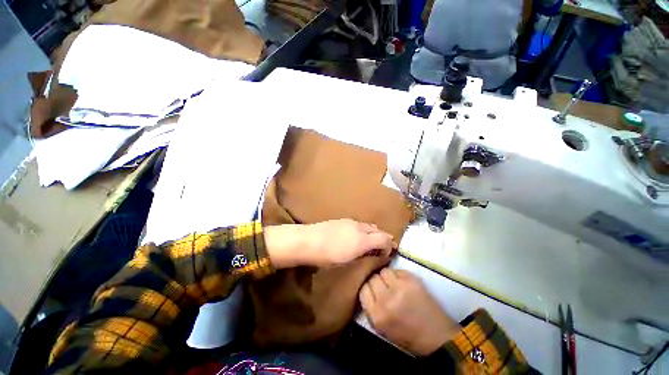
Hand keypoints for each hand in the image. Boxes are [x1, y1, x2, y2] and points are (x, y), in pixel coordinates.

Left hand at [264, 219, 393, 267]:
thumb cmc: (326, 256)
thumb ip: (364, 255)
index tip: (385, 255)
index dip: (389, 247)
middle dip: (381, 238)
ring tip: (367, 244)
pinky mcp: (339, 220)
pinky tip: (353, 238)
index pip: (385, 238)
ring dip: (371, 234)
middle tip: (379, 249)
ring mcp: (349, 222)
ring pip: (367, 226)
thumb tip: (375, 253)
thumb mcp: (347, 261)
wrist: (305, 241)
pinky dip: (361, 231)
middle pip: (377, 230)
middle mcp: (359, 227)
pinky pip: (357, 225)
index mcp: (363, 239)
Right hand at [359, 268, 460, 355]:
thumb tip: (369, 294)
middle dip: (375, 281)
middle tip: (382, 287)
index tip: (371, 291)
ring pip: (385, 271)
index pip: (363, 290)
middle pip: (372, 278)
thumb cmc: (407, 337)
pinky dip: (398, 275)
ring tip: (392, 284)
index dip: (367, 288)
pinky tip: (403, 283)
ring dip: (386, 276)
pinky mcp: (415, 282)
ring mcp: (401, 288)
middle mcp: (386, 300)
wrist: (434, 335)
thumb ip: (372, 311)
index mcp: (376, 315)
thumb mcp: (381, 330)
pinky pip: (400, 271)